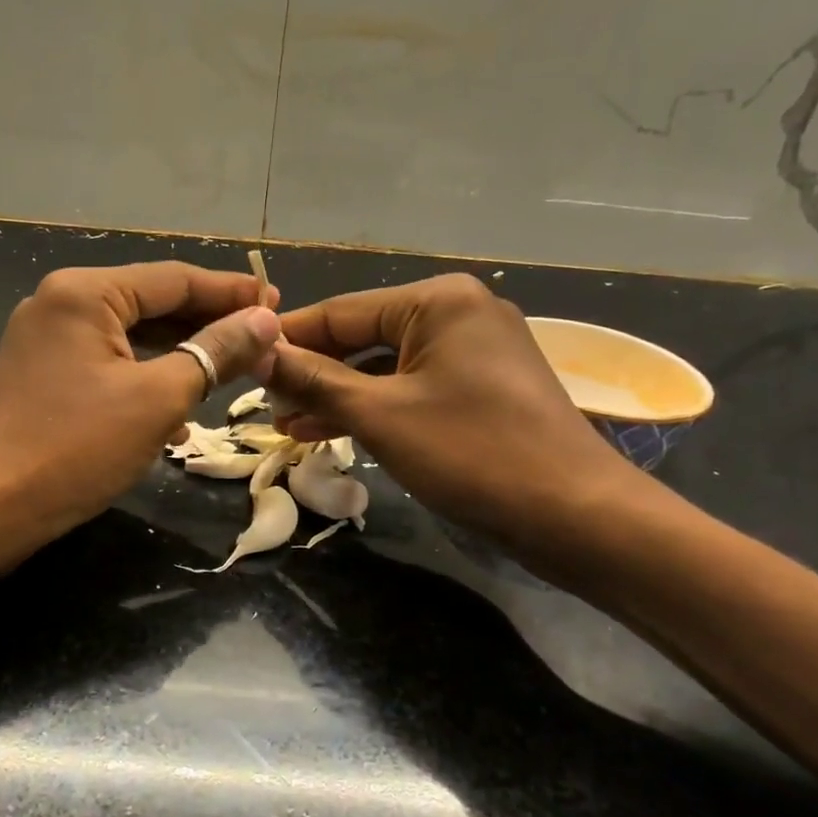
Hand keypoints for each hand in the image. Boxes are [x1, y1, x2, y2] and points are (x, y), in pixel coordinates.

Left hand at [0, 262, 281, 549]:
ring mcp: (48, 341)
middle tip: (262, 341)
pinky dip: (146, 382)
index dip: (231, 293)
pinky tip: (179, 417)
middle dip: (208, 326)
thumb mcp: (158, 398)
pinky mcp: (44, 376)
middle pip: (152, 304)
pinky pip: (109, 366)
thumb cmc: (76, 447)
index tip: (278, 305)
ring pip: (133, 338)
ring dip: (181, 358)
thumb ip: (215, 352)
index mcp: (86, 292)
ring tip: (231, 376)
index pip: (174, 278)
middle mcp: (62, 303)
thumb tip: (265, 320)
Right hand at [267, 274, 648, 567]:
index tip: (241, 363)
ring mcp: (474, 352)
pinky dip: (374, 408)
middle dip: (312, 375)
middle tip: (263, 407)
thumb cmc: (473, 453)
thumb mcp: (381, 415)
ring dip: (338, 396)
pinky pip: (412, 389)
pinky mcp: (482, 389)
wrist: (576, 515)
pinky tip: (332, 431)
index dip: (288, 340)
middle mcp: (457, 313)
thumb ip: (315, 380)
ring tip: (288, 426)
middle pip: (362, 338)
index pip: (340, 312)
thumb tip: (258, 353)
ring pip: (385, 368)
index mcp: (437, 300)